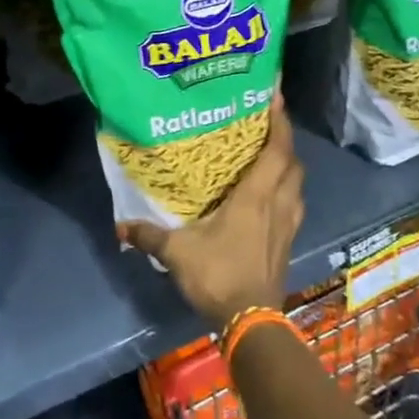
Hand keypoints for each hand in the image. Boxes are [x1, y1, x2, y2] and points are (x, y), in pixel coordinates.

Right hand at [118, 94, 304, 328]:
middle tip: (268, 126)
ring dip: (289, 168)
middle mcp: (278, 205)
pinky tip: (270, 198)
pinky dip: (287, 192)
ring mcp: (287, 226)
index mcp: (256, 197)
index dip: (280, 122)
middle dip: (285, 142)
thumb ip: (149, 236)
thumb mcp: (177, 253)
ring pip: (298, 186)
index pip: (277, 150)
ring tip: (270, 158)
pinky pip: (294, 206)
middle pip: (293, 164)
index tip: (276, 97)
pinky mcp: (288, 243)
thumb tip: (120, 227)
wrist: (251, 322)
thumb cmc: (219, 275)